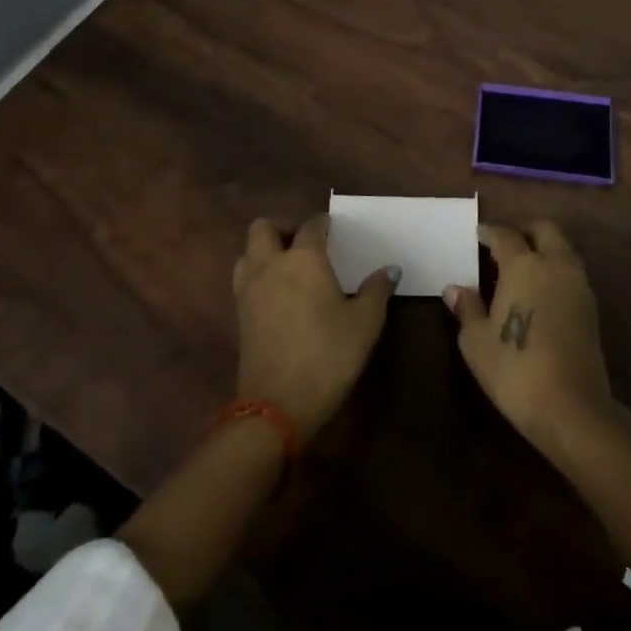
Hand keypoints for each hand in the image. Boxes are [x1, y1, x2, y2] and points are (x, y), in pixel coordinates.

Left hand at [233, 214, 397, 443]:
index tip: (334, 229)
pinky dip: (258, 276)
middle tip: (304, 242)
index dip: (323, 224)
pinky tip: (278, 294)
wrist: (277, 406)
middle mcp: (271, 265)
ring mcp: (249, 290)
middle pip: (264, 228)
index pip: (311, 226)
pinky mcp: (240, 316)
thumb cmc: (328, 355)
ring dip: (264, 251)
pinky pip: (244, 279)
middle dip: (283, 228)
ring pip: (247, 252)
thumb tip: (390, 269)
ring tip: (287, 266)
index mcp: (303, 258)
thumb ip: (377, 290)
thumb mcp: (365, 323)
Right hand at [445, 221, 613, 453]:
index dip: (489, 232)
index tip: (478, 235)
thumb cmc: (515, 369)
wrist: (572, 408)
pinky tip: (541, 292)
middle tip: (505, 244)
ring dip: (544, 248)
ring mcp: (578, 284)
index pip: (505, 234)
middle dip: (524, 230)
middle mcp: (554, 264)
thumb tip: (454, 289)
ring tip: (522, 269)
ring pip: (562, 248)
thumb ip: (467, 308)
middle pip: (544, 229)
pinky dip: (556, 270)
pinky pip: (571, 272)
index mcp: (524, 264)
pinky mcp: (591, 307)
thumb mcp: (477, 342)